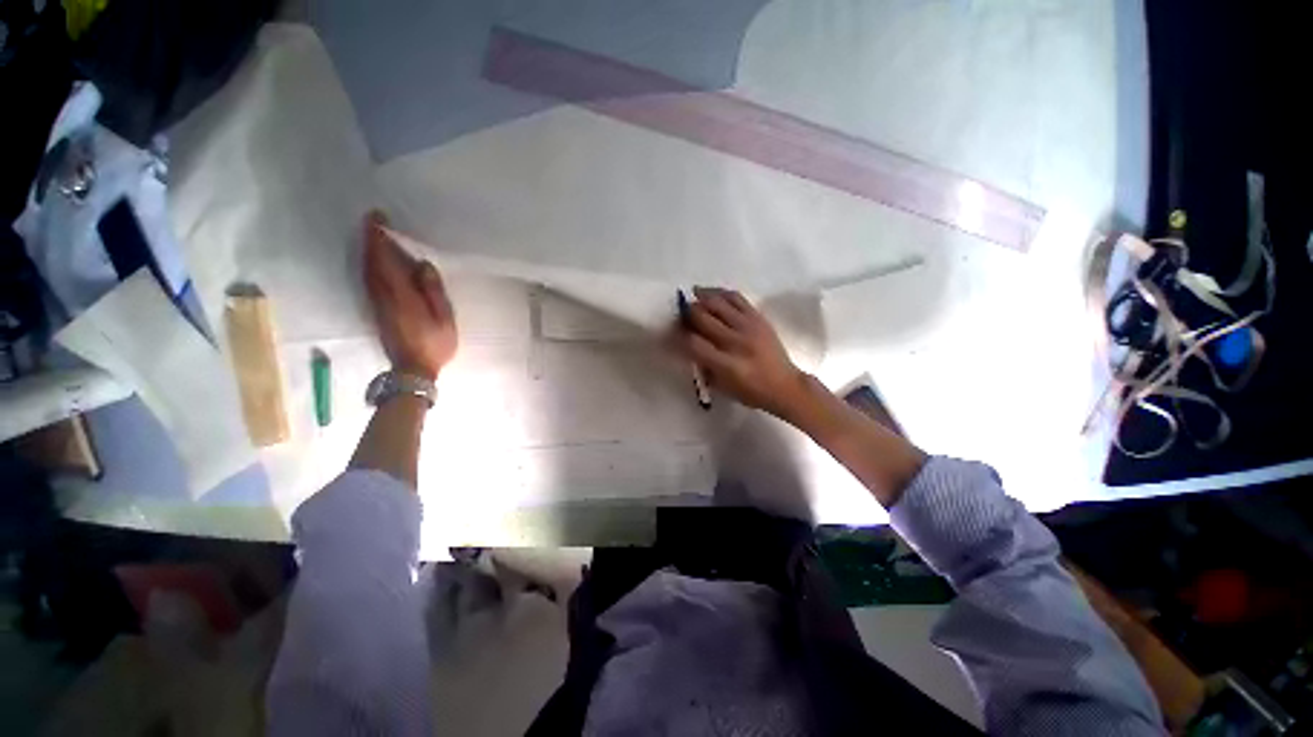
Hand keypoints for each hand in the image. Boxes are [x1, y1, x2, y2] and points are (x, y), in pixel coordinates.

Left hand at [363, 211, 457, 380]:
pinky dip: (371, 266)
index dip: (378, 238)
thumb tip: (422, 265)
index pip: (384, 260)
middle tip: (375, 222)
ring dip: (369, 252)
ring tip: (376, 238)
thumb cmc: (434, 344)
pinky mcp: (377, 311)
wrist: (413, 370)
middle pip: (371, 262)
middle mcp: (383, 295)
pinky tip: (377, 264)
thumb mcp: (444, 318)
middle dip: (371, 240)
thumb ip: (433, 291)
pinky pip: (369, 280)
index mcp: (401, 295)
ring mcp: (377, 304)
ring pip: (367, 271)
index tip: (377, 218)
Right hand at [680, 287, 809, 418]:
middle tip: (681, 314)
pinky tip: (711, 293)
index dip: (679, 336)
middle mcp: (736, 342)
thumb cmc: (751, 392)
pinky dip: (720, 292)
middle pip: (702, 318)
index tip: (673, 332)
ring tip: (692, 295)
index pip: (694, 343)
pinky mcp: (758, 318)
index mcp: (726, 364)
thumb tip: (687, 343)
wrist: (785, 386)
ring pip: (717, 303)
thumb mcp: (722, 387)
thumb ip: (703, 365)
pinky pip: (736, 298)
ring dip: (701, 298)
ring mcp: (749, 327)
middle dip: (687, 314)